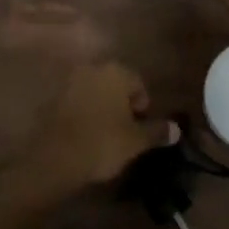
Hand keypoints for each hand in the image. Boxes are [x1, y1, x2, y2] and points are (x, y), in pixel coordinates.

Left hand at [5, 61, 165, 205]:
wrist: (55, 159)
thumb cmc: (103, 143)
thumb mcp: (137, 140)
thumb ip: (157, 131)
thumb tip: (176, 129)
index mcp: (115, 72)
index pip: (138, 83)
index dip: (143, 105)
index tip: (141, 127)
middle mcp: (91, 69)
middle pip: (114, 85)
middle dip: (121, 104)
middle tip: (125, 131)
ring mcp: (69, 82)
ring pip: (94, 93)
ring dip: (101, 108)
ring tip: (105, 135)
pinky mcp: (52, 99)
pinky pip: (76, 103)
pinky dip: (83, 115)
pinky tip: (85, 136)